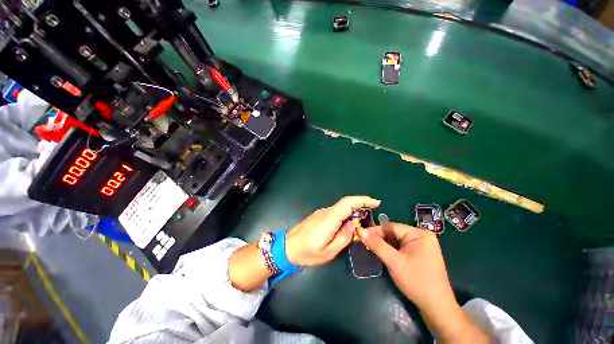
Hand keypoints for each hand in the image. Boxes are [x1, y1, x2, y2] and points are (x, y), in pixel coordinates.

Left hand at [285, 196, 380, 265]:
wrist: (287, 247)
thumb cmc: (307, 252)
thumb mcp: (329, 251)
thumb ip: (344, 236)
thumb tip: (354, 222)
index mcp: (329, 219)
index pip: (347, 203)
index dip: (362, 200)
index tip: (376, 203)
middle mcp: (326, 211)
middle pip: (345, 203)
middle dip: (361, 204)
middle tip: (373, 212)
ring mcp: (321, 212)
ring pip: (341, 208)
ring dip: (353, 210)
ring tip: (363, 221)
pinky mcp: (319, 215)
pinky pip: (336, 212)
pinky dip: (345, 214)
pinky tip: (349, 224)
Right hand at [359, 223, 490, 342]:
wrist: (436, 308)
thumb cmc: (416, 281)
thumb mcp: (393, 261)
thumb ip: (376, 245)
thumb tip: (360, 231)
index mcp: (420, 234)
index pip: (392, 227)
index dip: (375, 230)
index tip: (361, 234)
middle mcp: (422, 237)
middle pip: (394, 233)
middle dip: (379, 238)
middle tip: (364, 242)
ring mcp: (422, 247)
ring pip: (397, 241)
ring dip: (384, 245)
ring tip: (371, 248)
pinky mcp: (421, 255)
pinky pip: (402, 248)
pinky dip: (391, 251)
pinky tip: (383, 254)